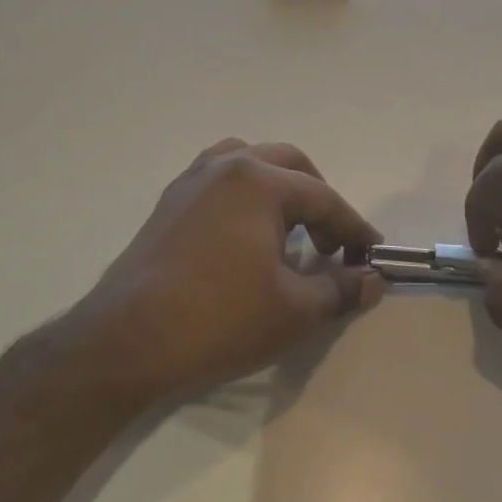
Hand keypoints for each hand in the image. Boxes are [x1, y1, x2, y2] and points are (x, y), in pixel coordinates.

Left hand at [68, 140, 385, 403]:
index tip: (372, 256)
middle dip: (319, 200)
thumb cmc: (219, 319)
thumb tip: (373, 279)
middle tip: (330, 244)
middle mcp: (226, 166)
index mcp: (259, 182)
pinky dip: (245, 194)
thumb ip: (341, 288)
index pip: (324, 198)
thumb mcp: (294, 310)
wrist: (128, 339)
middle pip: (289, 165)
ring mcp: (192, 180)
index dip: (354, 228)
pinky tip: (246, 233)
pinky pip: (219, 179)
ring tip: (289, 229)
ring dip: (279, 187)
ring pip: (250, 162)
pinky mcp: (169, 201)